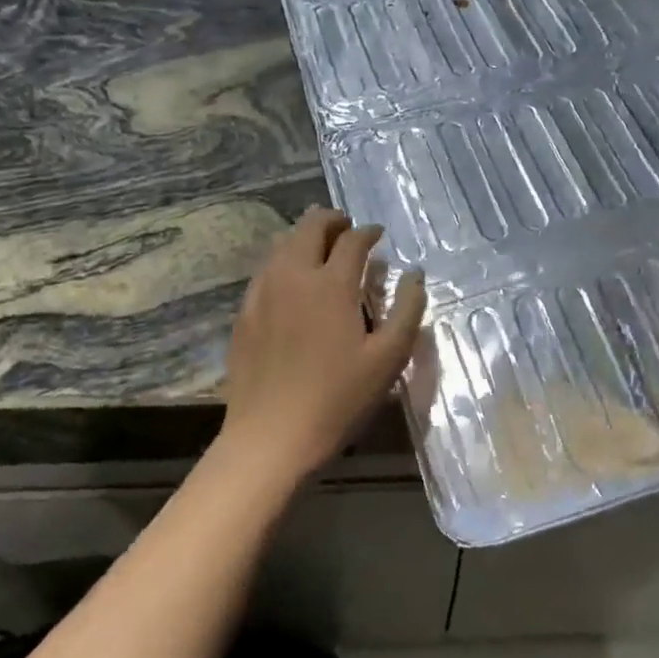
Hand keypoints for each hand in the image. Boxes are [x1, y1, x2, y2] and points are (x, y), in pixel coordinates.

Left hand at [217, 207, 425, 487]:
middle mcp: (293, 276)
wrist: (271, 437)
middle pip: (310, 227)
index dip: (369, 232)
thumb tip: (414, 274)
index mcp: (331, 284)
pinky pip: (266, 270)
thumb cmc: (338, 398)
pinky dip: (284, 261)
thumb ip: (407, 309)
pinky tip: (292, 282)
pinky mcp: (244, 313)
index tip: (378, 234)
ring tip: (321, 249)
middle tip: (347, 229)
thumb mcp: (388, 359)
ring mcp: (262, 292)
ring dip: (305, 237)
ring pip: (282, 244)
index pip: (352, 240)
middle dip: (332, 220)